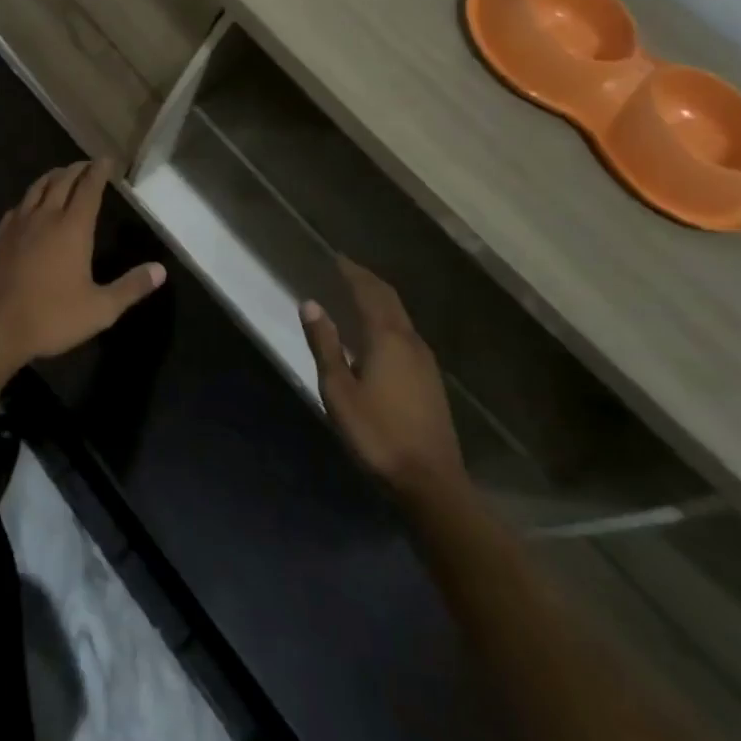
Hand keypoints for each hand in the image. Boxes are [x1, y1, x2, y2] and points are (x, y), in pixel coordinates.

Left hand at [0, 161, 165, 373]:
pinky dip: (30, 197)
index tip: (107, 159)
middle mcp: (45, 217)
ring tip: (61, 174)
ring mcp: (18, 224)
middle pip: (62, 181)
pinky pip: (18, 206)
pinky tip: (30, 204)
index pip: (89, 188)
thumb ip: (131, 287)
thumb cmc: (51, 317)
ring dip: (53, 177)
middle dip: (77, 169)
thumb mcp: (100, 309)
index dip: (99, 171)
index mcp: (73, 228)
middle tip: (87, 164)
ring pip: (37, 188)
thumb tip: (160, 270)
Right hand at [301, 258, 465, 505]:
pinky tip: (379, 333)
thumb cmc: (377, 434)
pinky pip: (406, 334)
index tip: (337, 257)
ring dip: (380, 299)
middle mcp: (410, 342)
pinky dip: (388, 319)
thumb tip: (310, 304)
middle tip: (346, 269)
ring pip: (401, 317)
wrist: (431, 482)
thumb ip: (325, 345)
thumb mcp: (338, 390)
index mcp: (386, 338)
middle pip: (389, 300)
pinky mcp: (430, 381)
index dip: (352, 272)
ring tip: (359, 293)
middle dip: (368, 281)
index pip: (369, 292)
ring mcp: (425, 362)